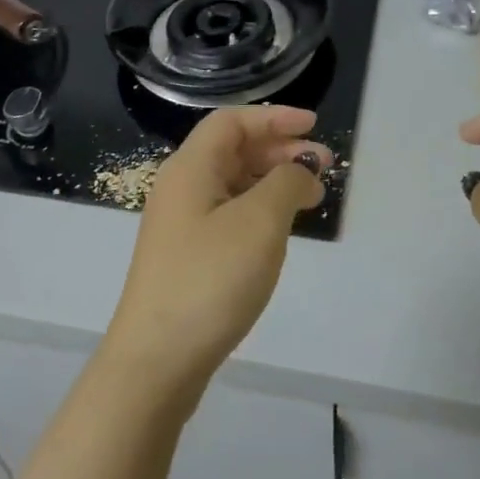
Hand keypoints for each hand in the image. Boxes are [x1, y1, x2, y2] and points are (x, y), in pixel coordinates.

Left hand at [102, 106, 327, 405]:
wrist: (156, 361)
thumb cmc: (210, 279)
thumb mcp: (260, 222)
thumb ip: (286, 183)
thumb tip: (301, 170)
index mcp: (190, 168)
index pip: (232, 121)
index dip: (274, 118)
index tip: (314, 126)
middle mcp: (181, 187)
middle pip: (232, 149)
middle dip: (279, 149)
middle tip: (323, 165)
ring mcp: (181, 223)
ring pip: (232, 183)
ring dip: (272, 180)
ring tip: (311, 196)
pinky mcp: (186, 255)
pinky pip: (228, 213)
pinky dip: (259, 209)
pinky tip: (281, 229)